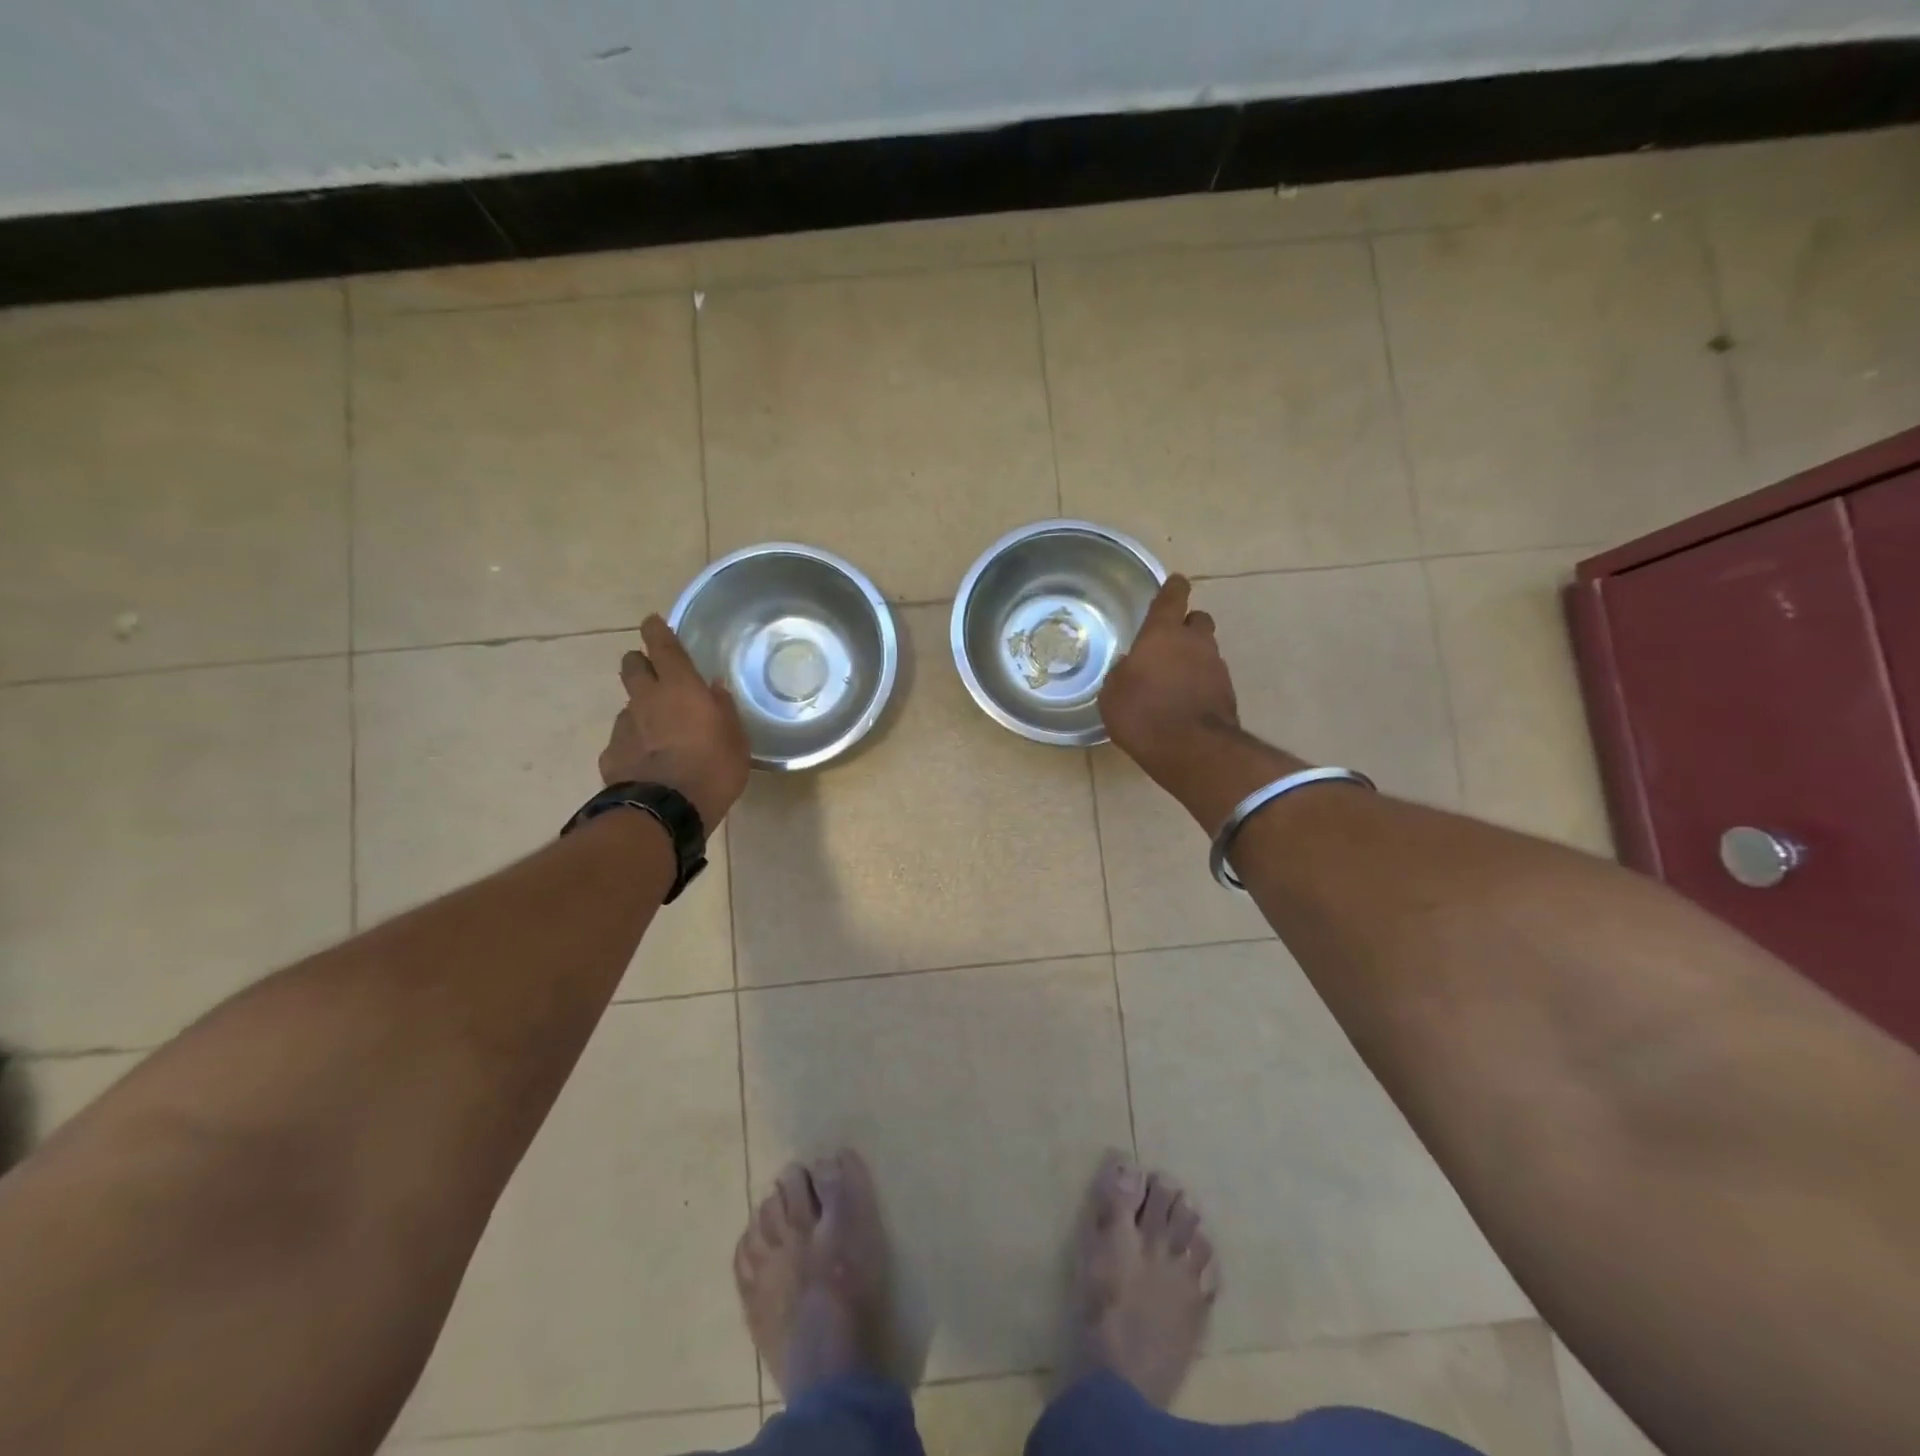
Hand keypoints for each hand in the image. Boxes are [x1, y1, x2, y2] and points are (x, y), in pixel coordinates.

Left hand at [600, 617, 750, 831]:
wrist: (667, 809)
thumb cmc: (713, 767)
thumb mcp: (735, 738)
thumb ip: (723, 709)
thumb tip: (714, 689)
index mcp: (680, 687)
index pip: (663, 647)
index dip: (657, 631)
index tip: (653, 622)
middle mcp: (646, 699)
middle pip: (632, 667)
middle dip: (639, 663)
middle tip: (653, 672)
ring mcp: (624, 727)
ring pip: (628, 705)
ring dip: (640, 708)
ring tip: (657, 729)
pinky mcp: (611, 754)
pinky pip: (622, 740)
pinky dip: (633, 743)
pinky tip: (645, 761)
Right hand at [1101, 575, 1237, 781]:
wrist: (1191, 748)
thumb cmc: (1142, 713)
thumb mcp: (1112, 694)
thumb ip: (1121, 673)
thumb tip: (1129, 667)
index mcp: (1163, 633)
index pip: (1172, 597)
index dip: (1172, 588)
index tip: (1175, 582)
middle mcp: (1195, 642)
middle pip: (1197, 620)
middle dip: (1186, 625)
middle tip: (1168, 641)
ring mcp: (1216, 667)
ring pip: (1206, 650)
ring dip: (1193, 658)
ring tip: (1173, 678)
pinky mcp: (1228, 693)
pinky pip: (1211, 678)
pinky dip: (1200, 683)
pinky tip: (1184, 701)